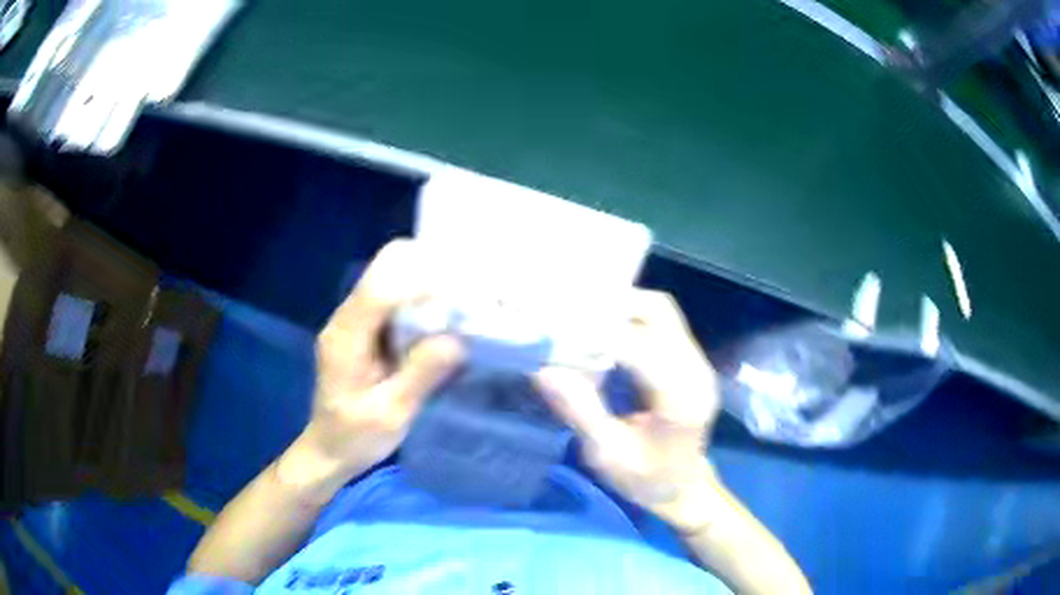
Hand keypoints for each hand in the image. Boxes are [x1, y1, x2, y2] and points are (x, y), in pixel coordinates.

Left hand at [282, 240, 463, 501]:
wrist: (328, 449)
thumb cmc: (356, 437)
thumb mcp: (391, 414)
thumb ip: (420, 375)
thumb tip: (458, 340)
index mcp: (346, 337)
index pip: (379, 289)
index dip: (419, 282)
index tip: (459, 293)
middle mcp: (346, 319)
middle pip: (383, 270)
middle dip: (424, 272)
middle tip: (463, 294)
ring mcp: (353, 321)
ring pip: (389, 279)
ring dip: (424, 284)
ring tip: (458, 303)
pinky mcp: (363, 329)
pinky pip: (391, 299)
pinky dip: (418, 301)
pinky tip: (440, 320)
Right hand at [536, 290, 722, 531]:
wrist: (684, 489)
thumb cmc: (646, 479)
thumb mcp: (608, 454)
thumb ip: (580, 410)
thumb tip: (545, 370)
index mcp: (679, 397)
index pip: (638, 345)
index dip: (596, 332)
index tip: (556, 328)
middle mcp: (695, 370)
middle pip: (658, 311)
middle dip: (612, 306)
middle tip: (569, 317)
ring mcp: (697, 363)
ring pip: (661, 311)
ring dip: (621, 309)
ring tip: (583, 322)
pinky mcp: (690, 362)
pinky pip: (661, 324)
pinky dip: (629, 320)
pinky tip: (604, 334)